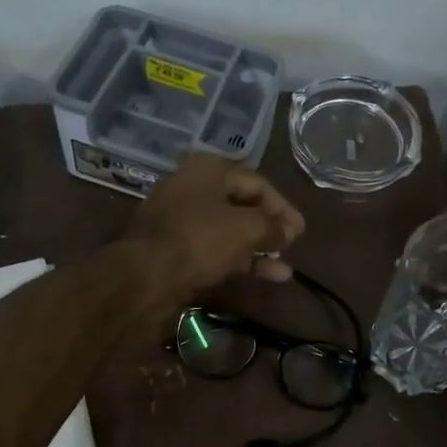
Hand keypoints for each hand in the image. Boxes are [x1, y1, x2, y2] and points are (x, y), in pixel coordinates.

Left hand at [122, 154, 305, 307]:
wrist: (145, 276)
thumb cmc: (200, 240)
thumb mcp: (246, 228)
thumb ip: (272, 225)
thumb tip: (286, 231)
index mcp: (207, 169)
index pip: (256, 182)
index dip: (283, 206)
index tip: (301, 231)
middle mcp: (192, 188)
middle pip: (241, 205)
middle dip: (269, 227)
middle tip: (291, 245)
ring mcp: (180, 220)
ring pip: (228, 230)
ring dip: (258, 248)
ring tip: (283, 268)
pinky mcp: (174, 249)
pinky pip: (214, 250)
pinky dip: (240, 260)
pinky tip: (267, 276)